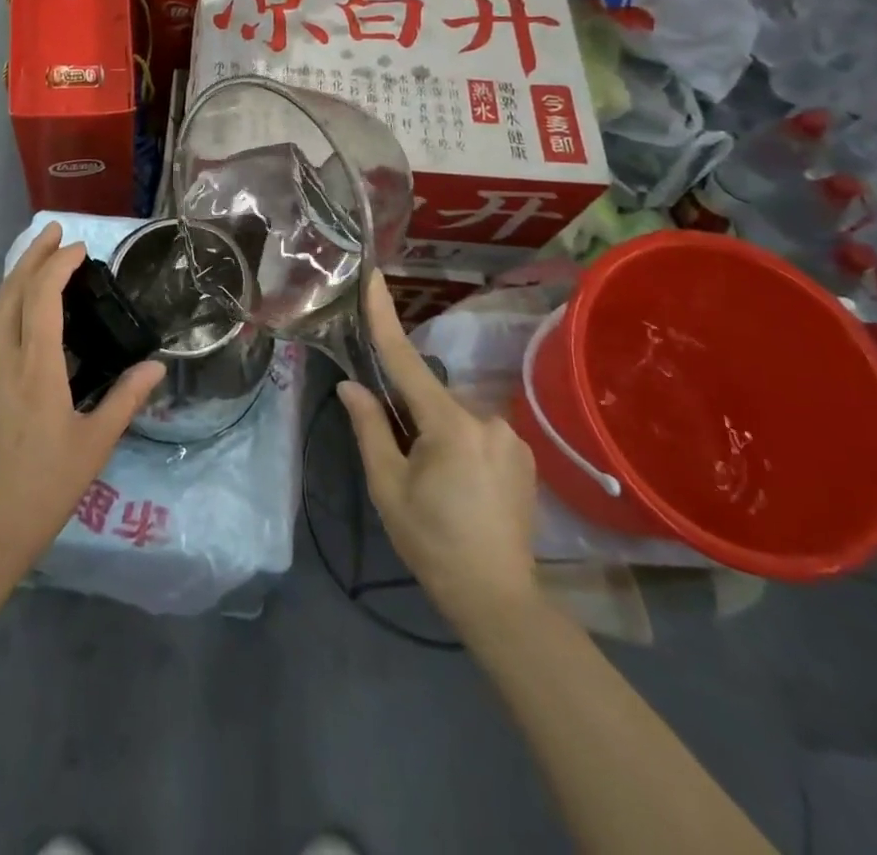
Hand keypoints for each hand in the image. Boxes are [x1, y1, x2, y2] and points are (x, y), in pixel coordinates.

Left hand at [0, 224, 163, 585]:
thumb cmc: (43, 489)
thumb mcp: (94, 446)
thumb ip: (125, 400)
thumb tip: (156, 367)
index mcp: (34, 369)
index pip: (42, 298)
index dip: (58, 265)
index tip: (78, 248)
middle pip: (11, 292)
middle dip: (32, 255)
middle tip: (53, 230)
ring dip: (14, 277)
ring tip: (34, 258)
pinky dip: (2, 307)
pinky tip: (15, 312)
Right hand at [338, 272, 539, 631]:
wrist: (499, 600)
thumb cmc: (433, 542)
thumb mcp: (387, 486)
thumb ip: (370, 428)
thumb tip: (352, 386)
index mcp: (450, 424)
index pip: (407, 360)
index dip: (386, 318)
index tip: (374, 277)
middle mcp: (486, 418)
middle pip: (431, 396)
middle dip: (411, 415)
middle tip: (403, 464)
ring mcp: (511, 436)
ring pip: (454, 416)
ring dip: (436, 433)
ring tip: (435, 485)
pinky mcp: (524, 455)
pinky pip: (478, 432)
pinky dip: (460, 445)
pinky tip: (460, 487)